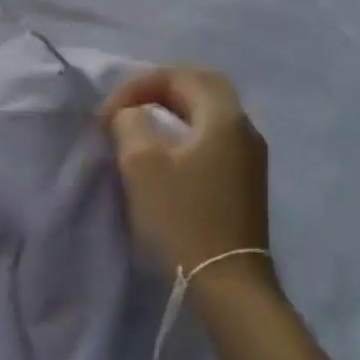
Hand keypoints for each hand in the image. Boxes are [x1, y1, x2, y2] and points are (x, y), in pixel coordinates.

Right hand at [100, 66, 271, 275]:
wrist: (227, 284)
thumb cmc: (182, 219)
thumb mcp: (142, 164)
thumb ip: (131, 124)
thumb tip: (131, 116)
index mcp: (225, 118)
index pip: (183, 75)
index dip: (140, 83)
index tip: (109, 113)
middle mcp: (245, 130)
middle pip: (203, 88)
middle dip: (160, 90)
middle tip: (126, 107)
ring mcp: (250, 158)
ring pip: (209, 115)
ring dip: (172, 111)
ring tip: (138, 127)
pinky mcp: (245, 183)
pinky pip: (213, 139)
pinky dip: (184, 133)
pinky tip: (164, 154)